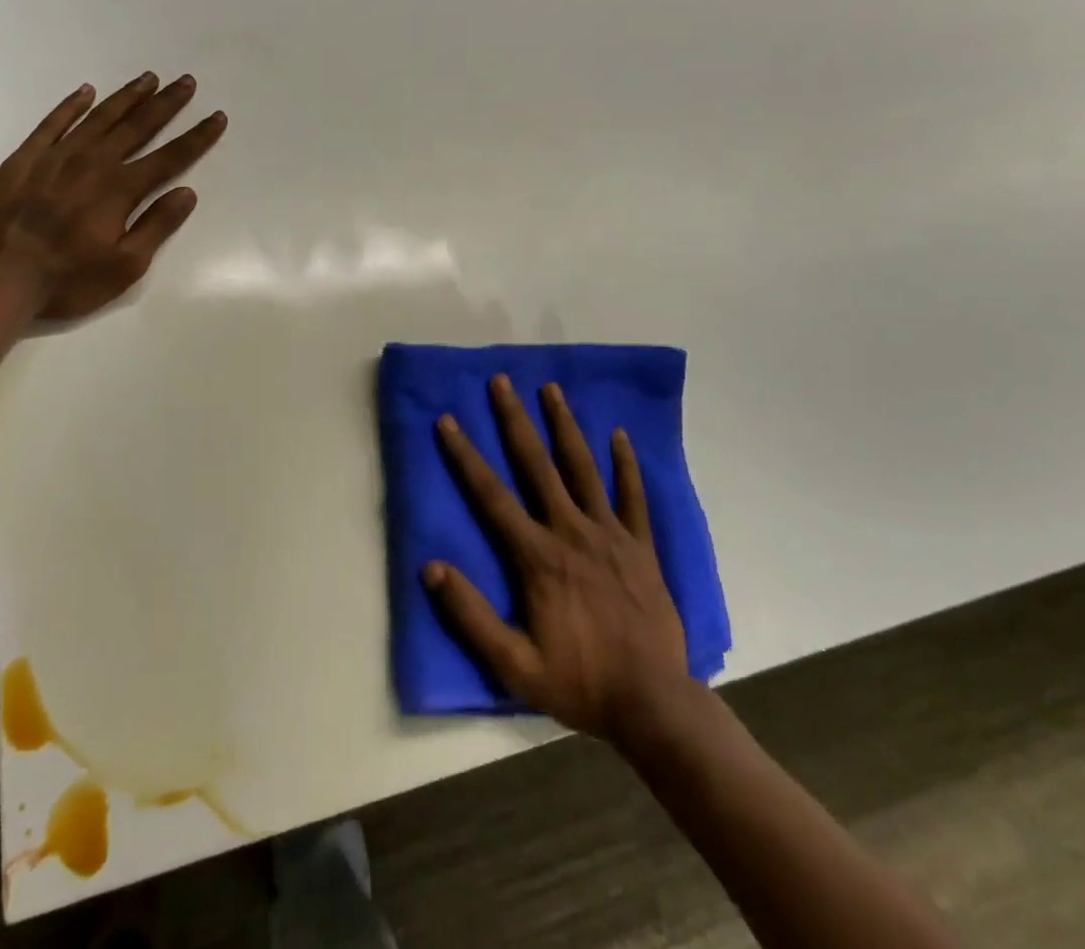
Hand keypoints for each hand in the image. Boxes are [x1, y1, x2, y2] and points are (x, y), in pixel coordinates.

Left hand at [0, 71, 226, 321]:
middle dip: (166, 104)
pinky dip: (71, 105)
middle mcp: (93, 162)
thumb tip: (187, 192)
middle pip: (138, 126)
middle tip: (186, 81)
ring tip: (149, 78)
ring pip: (100, 117)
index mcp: (120, 189)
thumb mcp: (124, 266)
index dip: (197, 137)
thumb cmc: (66, 280)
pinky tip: (85, 91)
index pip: (170, 157)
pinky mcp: (25, 158)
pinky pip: (53, 123)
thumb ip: (156, 225)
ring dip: (127, 97)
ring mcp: (56, 156)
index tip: (217, 117)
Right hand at [426, 375, 690, 744]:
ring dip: (565, 426)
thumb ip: (470, 616)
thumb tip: (430, 568)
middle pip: (537, 465)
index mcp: (537, 555)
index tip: (448, 421)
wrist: (653, 703)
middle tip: (502, 381)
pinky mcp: (641, 546)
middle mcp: (570, 531)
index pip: (491, 495)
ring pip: (582, 468)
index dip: (465, 456)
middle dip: (515, 420)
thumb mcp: (513, 663)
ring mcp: (610, 534)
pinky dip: (626, 464)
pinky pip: (634, 496)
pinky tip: (620, 435)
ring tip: (552, 389)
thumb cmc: (579, 682)